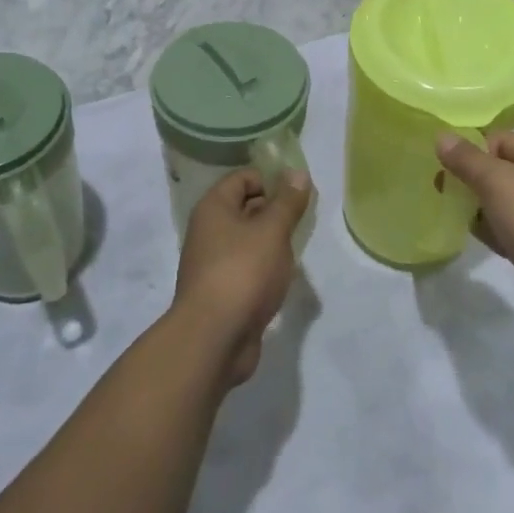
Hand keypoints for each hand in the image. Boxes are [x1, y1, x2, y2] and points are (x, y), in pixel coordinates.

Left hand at [173, 168, 310, 384]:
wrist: (214, 340)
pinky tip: (283, 280)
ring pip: (249, 241)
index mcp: (214, 208)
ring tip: (296, 253)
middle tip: (303, 224)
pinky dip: (266, 270)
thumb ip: (288, 202)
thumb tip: (298, 172)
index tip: (298, 198)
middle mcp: (209, 231)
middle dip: (276, 213)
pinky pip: (248, 269)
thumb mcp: (272, 231)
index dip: (272, 181)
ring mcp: (214, 263)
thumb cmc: (243, 272)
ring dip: (273, 244)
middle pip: (246, 208)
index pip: (244, 178)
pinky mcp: (223, 292)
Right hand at [437, 133, 513, 336]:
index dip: (470, 150)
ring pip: (501, 204)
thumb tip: (441, 135)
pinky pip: (507, 231)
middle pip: (498, 172)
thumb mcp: (499, 182)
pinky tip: (468, 237)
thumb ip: (468, 160)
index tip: (441, 167)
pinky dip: (489, 233)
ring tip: (445, 212)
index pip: (498, 140)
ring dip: (476, 208)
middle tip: (437, 190)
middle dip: (469, 180)